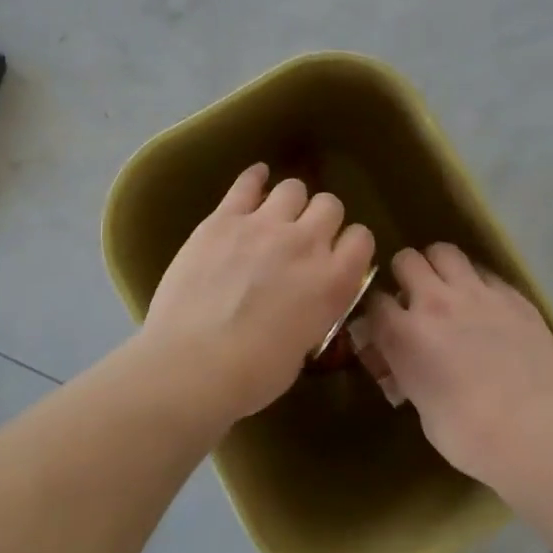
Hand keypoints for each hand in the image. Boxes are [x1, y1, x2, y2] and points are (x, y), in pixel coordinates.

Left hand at [139, 163, 376, 426]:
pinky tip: (256, 180)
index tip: (337, 255)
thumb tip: (306, 300)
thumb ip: (314, 311)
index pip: (361, 238)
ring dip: (290, 202)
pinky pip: (247, 182)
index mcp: (333, 281)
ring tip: (277, 216)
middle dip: (321, 219)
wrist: (191, 364)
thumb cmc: (251, 375)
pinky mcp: (224, 219)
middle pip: (330, 205)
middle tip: (304, 238)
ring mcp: (264, 225)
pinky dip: (255, 178)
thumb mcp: (303, 348)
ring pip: (294, 187)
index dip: (350, 245)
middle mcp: (306, 243)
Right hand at [352, 244, 552, 483]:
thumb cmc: (468, 435)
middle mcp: (434, 302)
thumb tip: (404, 364)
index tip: (385, 322)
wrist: (533, 430)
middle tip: (416, 295)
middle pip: (406, 260)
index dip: (378, 310)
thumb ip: (408, 372)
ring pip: (445, 252)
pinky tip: (486, 303)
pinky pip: (485, 272)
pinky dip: (478, 282)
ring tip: (448, 286)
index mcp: (403, 334)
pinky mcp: (511, 295)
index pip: (374, 300)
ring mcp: (475, 293)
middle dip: (406, 275)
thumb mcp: (421, 407)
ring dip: (440, 266)